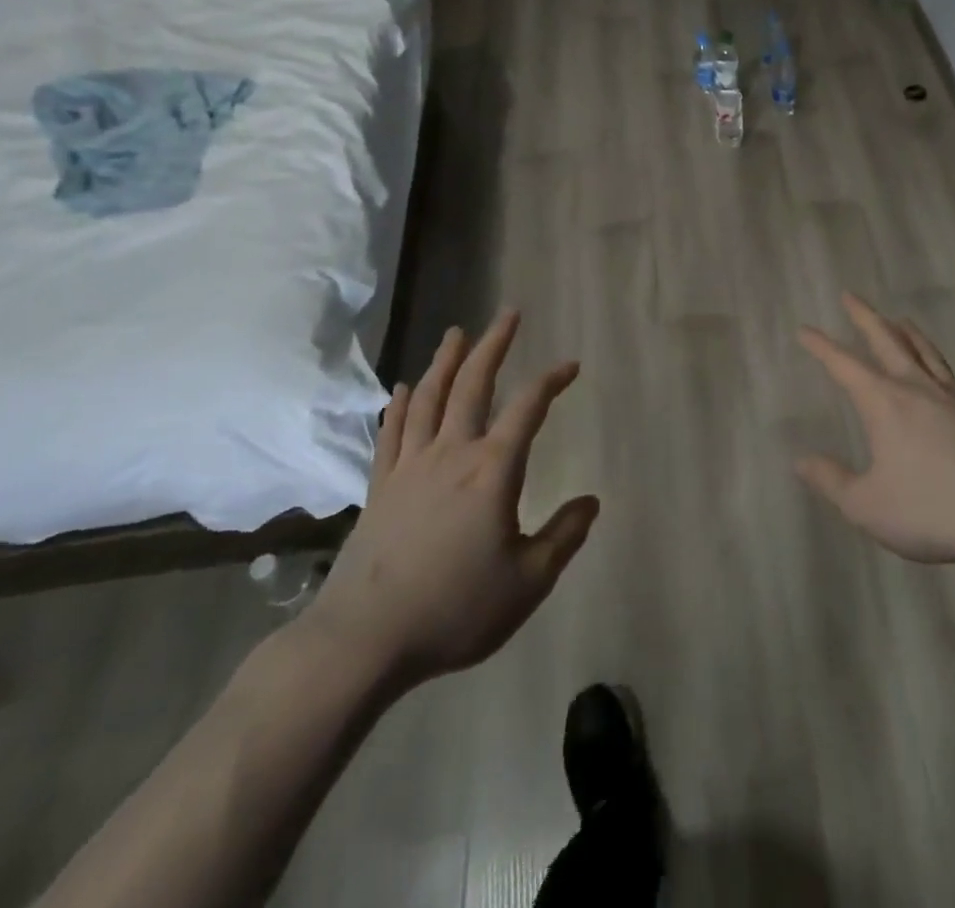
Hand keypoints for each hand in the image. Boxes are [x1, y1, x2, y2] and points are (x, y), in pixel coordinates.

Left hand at [302, 310, 598, 688]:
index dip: (551, 380)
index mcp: (492, 470)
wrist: (363, 641)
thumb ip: (563, 536)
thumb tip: (592, 502)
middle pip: (473, 385)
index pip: (528, 408)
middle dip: (493, 345)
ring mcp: (409, 467)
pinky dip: (399, 406)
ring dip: (446, 362)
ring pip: (429, 399)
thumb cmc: (454, 609)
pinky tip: (403, 389)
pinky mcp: (380, 488)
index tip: (570, 365)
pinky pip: (391, 433)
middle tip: (507, 313)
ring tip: (457, 333)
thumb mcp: (527, 582)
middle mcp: (451, 454)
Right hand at [796, 293, 954, 569]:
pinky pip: (945, 369)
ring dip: (904, 330)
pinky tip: (934, 367)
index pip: (845, 365)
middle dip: (864, 316)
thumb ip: (833, 482)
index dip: (822, 347)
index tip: (805, 329)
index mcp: (885, 403)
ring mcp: (951, 396)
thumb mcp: (868, 506)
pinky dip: (931, 354)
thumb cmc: (932, 509)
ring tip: (897, 317)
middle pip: (887, 339)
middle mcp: (917, 387)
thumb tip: (802, 461)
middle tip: (850, 295)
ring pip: (923, 349)